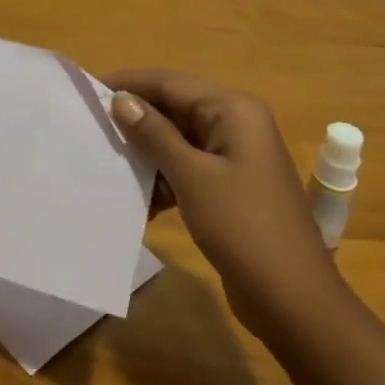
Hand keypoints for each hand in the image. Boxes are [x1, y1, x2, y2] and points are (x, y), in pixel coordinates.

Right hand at [105, 69, 343, 341]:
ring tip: (110, 164)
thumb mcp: (192, 177)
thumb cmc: (243, 228)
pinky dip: (165, 178)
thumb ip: (154, 134)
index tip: (89, 90)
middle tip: (93, 128)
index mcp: (233, 110)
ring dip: (148, 153)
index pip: (171, 83)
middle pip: (175, 108)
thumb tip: (120, 99)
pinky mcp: (231, 186)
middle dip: (136, 120)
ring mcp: (236, 156)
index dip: (130, 83)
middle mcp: (237, 123)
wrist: (294, 301)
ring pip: (179, 139)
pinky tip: (141, 200)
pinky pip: (189, 167)